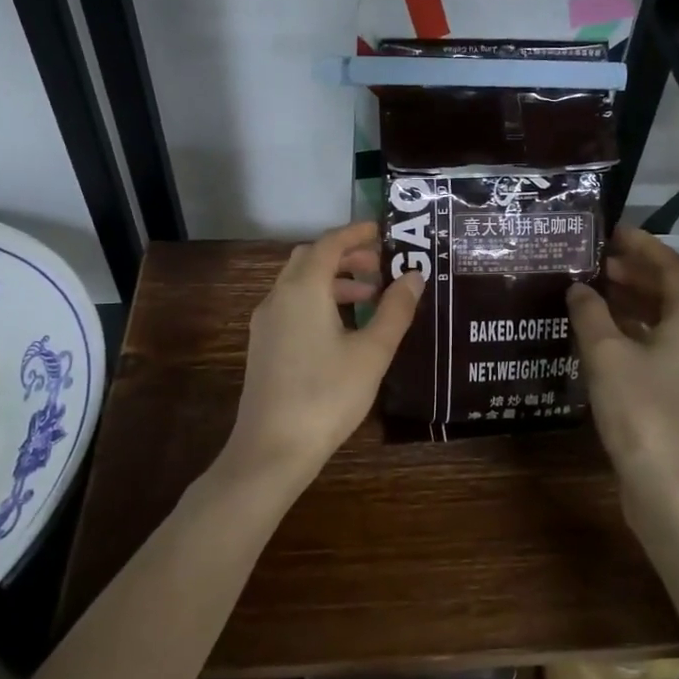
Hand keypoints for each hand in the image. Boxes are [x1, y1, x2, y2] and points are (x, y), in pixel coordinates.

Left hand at [225, 221, 421, 485]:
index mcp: (303, 289)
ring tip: (370, 298)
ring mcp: (266, 322)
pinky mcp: (263, 345)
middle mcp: (279, 297)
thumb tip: (414, 276)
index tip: (383, 231)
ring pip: (300, 284)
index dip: (356, 233)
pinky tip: (343, 328)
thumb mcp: (372, 352)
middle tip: (380, 265)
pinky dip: (319, 301)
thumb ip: (396, 310)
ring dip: (333, 280)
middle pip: (310, 259)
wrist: (272, 448)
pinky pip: (293, 305)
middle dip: (345, 256)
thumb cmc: (328, 395)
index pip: (329, 244)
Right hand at [567, 227, 678, 494]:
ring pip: (659, 322)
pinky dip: (628, 332)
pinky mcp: (673, 395)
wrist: (665, 483)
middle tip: (595, 260)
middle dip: (634, 273)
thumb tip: (579, 287)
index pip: (671, 268)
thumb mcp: (606, 354)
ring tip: (592, 290)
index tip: (612, 231)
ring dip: (629, 303)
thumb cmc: (639, 409)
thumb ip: (590, 314)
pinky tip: (598, 336)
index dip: (643, 246)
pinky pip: (652, 347)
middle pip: (667, 294)